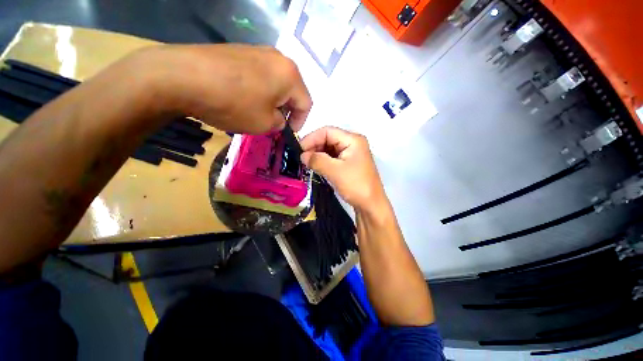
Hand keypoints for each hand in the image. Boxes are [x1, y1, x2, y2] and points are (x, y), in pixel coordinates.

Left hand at [129, 44, 311, 133]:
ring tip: (258, 112)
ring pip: (276, 82)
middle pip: (292, 90)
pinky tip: (244, 98)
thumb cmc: (235, 103)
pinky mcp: (241, 51)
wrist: (184, 76)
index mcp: (290, 75)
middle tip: (274, 123)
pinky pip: (259, 74)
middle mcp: (278, 58)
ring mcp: (258, 51)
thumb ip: (280, 123)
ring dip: (273, 100)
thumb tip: (278, 118)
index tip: (288, 132)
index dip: (300, 122)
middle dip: (286, 110)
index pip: (306, 103)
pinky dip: (259, 90)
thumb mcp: (265, 123)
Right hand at [300, 127, 385, 211]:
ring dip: (317, 154)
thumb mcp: (335, 171)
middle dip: (314, 147)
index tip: (298, 149)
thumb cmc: (356, 186)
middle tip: (301, 158)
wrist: (371, 205)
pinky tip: (315, 166)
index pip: (327, 131)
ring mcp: (352, 153)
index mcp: (353, 140)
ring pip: (329, 148)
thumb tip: (302, 155)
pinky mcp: (349, 163)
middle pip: (328, 138)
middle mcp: (353, 143)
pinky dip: (323, 160)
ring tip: (306, 163)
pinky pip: (333, 157)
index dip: (311, 138)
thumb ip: (317, 160)